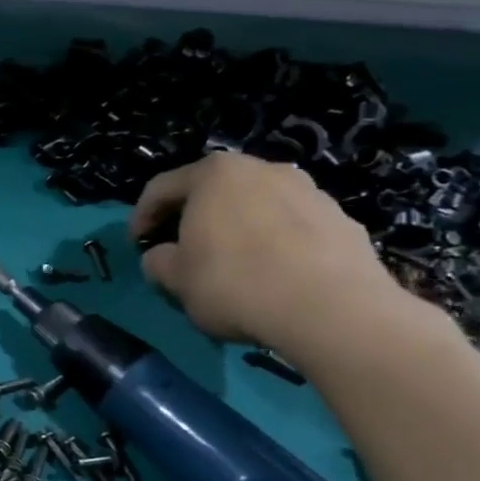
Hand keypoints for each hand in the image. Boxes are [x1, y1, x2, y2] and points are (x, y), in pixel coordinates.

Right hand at [131, 152, 410, 359]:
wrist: (332, 310)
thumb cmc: (235, 283)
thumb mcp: (175, 278)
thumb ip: (158, 261)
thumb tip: (163, 257)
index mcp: (215, 174)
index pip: (162, 187)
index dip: (142, 216)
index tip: (136, 244)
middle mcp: (263, 169)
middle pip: (214, 191)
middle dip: (193, 218)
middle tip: (182, 249)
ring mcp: (310, 191)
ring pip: (257, 207)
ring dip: (237, 229)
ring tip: (232, 264)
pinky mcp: (343, 220)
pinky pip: (293, 228)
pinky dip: (276, 244)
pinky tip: (272, 276)